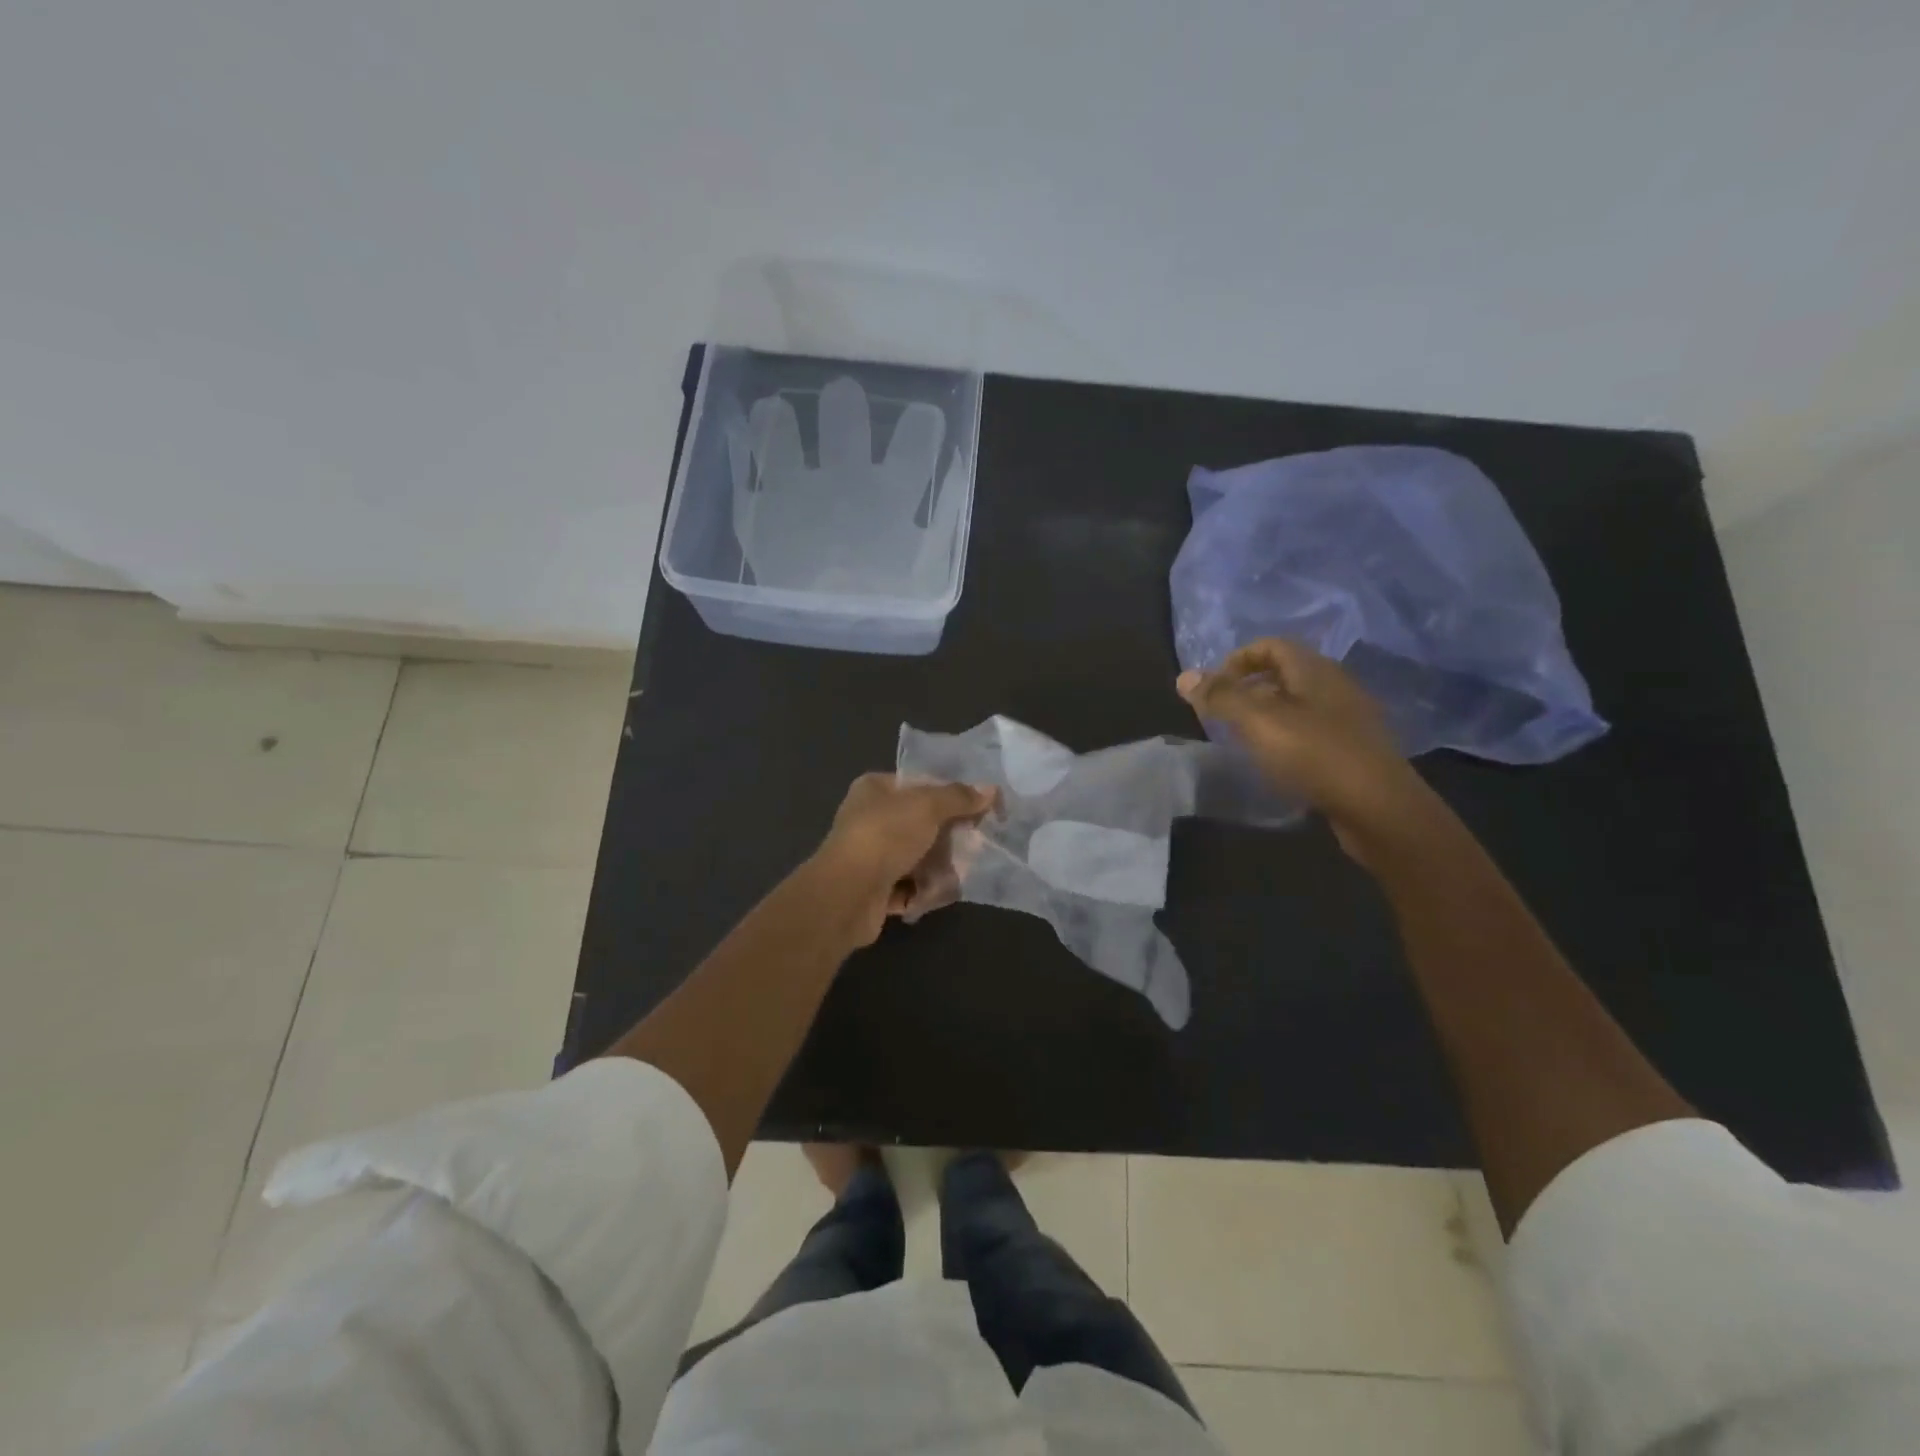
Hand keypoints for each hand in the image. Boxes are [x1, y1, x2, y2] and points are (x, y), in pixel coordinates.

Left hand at [812, 773, 997, 944]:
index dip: (950, 795)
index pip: (919, 785)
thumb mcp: (928, 806)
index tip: (979, 809)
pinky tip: (934, 895)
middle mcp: (869, 819)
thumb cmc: (885, 835)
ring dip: (938, 868)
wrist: (848, 893)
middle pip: (921, 824)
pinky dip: (922, 891)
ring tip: (955, 876)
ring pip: (917, 858)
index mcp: (875, 789)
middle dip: (948, 838)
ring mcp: (870, 856)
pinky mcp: (874, 890)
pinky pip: (908, 887)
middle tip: (973, 846)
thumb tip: (991, 790)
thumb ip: (960, 797)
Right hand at [1177, 639, 1434, 858]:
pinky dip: (1287, 737)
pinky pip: (1312, 730)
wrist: (1379, 809)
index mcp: (1315, 670)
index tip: (1213, 687)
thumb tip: (1184, 676)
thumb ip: (1221, 697)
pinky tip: (1275, 762)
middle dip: (1249, 687)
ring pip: (1299, 703)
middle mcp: (1336, 686)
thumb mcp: (1258, 722)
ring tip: (1243, 739)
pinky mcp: (1354, 750)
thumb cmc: (1315, 755)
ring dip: (1267, 714)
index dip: (1237, 659)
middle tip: (1222, 713)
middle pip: (1286, 673)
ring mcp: (1349, 719)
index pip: (1271, 645)